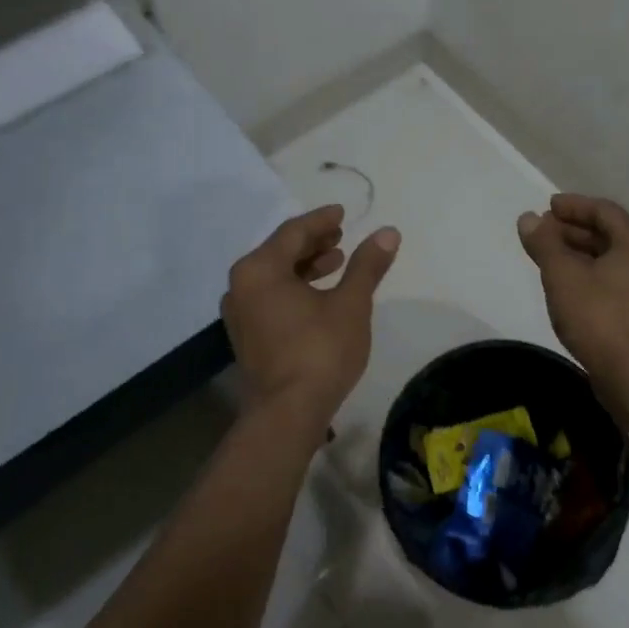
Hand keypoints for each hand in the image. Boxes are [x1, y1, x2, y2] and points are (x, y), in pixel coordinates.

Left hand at [222, 205, 400, 445]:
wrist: (287, 414)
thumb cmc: (319, 351)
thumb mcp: (351, 304)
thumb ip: (367, 265)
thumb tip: (388, 233)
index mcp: (260, 269)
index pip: (293, 232)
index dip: (321, 220)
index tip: (343, 213)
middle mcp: (241, 286)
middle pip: (280, 251)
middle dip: (313, 242)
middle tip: (341, 235)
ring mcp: (240, 313)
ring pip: (275, 275)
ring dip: (306, 265)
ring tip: (337, 261)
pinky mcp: (247, 336)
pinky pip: (271, 296)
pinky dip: (295, 287)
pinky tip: (320, 294)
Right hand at [518, 195, 628, 388]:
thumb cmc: (599, 316)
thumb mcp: (562, 275)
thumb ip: (544, 243)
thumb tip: (528, 218)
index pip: (603, 211)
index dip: (572, 206)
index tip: (547, 207)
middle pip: (609, 233)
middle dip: (573, 230)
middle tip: (542, 233)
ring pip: (612, 258)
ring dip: (580, 253)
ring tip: (550, 258)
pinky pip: (616, 279)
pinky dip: (592, 273)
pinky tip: (569, 285)